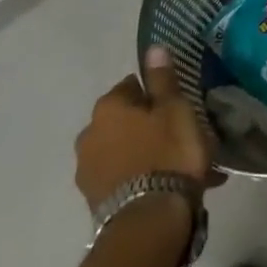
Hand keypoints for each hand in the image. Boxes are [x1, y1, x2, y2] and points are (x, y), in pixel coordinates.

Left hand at [74, 47, 219, 210]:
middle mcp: (89, 134)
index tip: (176, 105)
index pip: (132, 86)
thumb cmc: (168, 153)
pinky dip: (141, 176)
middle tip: (178, 135)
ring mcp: (87, 170)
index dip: (156, 94)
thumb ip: (162, 79)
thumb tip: (153, 47)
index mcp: (108, 107)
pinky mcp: (93, 200)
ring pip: (123, 150)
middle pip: (124, 120)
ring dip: (144, 152)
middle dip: (147, 125)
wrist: (149, 220)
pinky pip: (122, 177)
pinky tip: (165, 185)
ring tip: (176, 166)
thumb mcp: (174, 109)